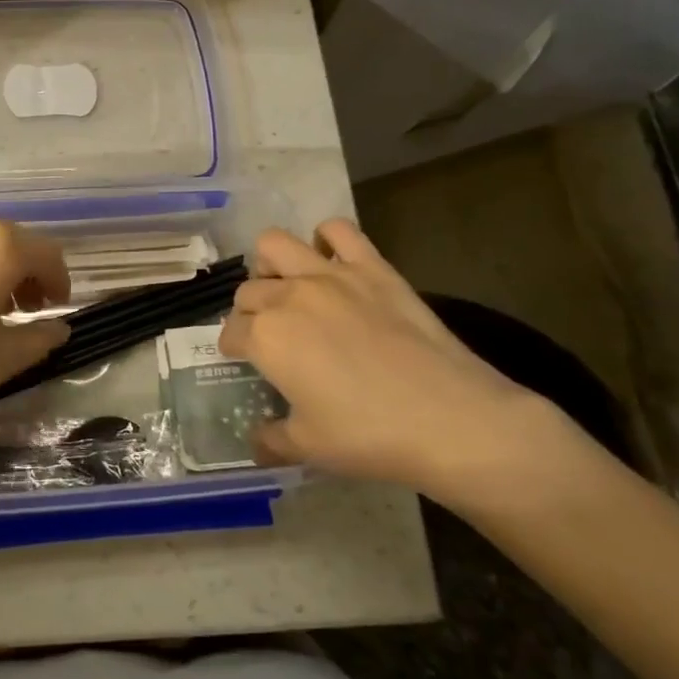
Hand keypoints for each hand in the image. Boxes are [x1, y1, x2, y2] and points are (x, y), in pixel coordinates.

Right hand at [218, 220, 561, 508]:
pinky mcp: (371, 266)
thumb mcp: (309, 448)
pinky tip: (332, 262)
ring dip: (271, 265)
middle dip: (250, 311)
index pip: (230, 332)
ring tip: (288, 287)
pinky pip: (338, 230)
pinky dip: (327, 239)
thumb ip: (271, 440)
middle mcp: (288, 296)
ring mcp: (330, 275)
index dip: (233, 347)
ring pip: (275, 244)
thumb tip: (256, 442)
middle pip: (249, 290)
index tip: (244, 359)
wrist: (447, 417)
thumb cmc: (369, 435)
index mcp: (266, 337)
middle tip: (271, 334)